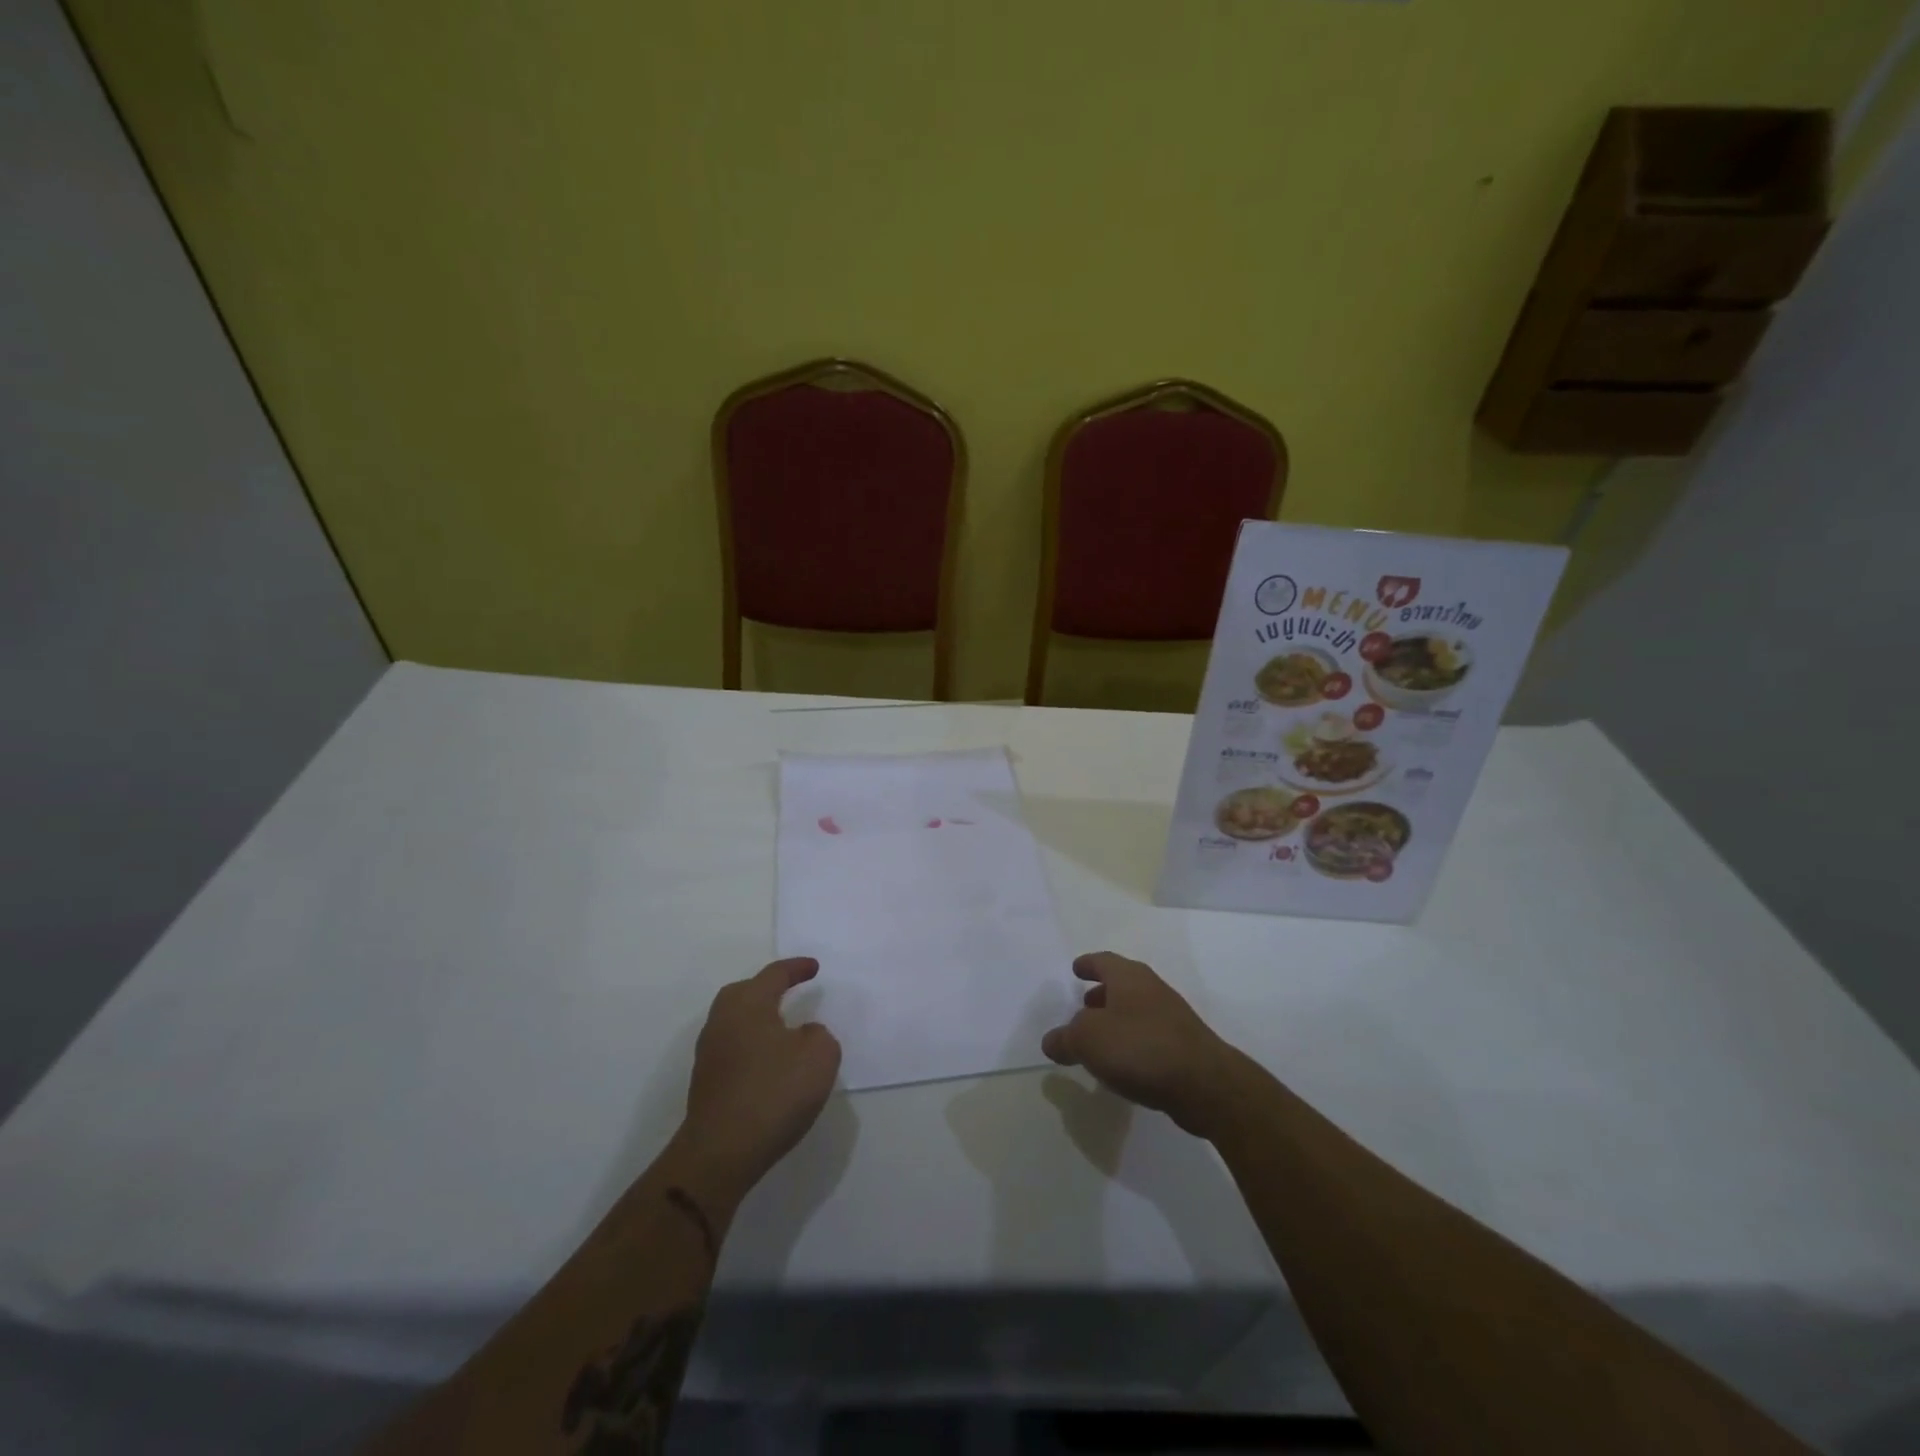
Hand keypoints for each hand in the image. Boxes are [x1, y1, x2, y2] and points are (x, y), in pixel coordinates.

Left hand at [674, 958, 841, 1209]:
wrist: (720, 1153)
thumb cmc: (774, 1092)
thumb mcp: (820, 1056)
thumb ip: (818, 1035)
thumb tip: (803, 1034)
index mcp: (748, 1004)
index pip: (774, 975)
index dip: (796, 969)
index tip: (814, 967)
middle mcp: (723, 1020)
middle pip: (745, 993)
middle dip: (768, 989)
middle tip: (790, 991)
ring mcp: (710, 1053)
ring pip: (737, 1022)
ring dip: (759, 1020)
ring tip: (784, 1030)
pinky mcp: (707, 1083)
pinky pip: (734, 1049)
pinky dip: (753, 1047)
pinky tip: (770, 1064)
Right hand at [1041, 952, 1239, 1137]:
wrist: (1204, 1084)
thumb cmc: (1139, 1048)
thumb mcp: (1088, 1040)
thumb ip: (1065, 1038)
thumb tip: (1053, 1040)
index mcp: (1129, 977)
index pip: (1103, 961)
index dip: (1088, 964)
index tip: (1076, 968)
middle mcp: (1152, 989)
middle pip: (1122, 984)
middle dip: (1101, 993)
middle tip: (1083, 1006)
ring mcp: (1171, 1017)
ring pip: (1136, 1010)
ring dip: (1116, 1019)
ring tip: (1099, 1039)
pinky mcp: (1183, 1046)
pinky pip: (1148, 1035)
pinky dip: (1132, 1041)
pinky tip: (1123, 1064)